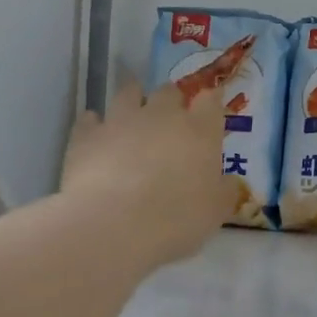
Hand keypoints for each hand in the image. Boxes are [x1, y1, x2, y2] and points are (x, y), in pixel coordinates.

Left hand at [61, 79, 235, 268]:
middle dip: (172, 99)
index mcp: (199, 131)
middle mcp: (161, 116)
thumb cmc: (176, 218)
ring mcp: (121, 121)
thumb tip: (230, 182)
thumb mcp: (215, 212)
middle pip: (169, 91)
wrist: (114, 224)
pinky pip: (90, 120)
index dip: (211, 100)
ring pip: (128, 93)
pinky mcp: (87, 135)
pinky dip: (94, 124)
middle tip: (171, 116)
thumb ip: (225, 192)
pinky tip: (95, 132)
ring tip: (132, 111)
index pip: (211, 101)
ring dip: (133, 98)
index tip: (211, 104)